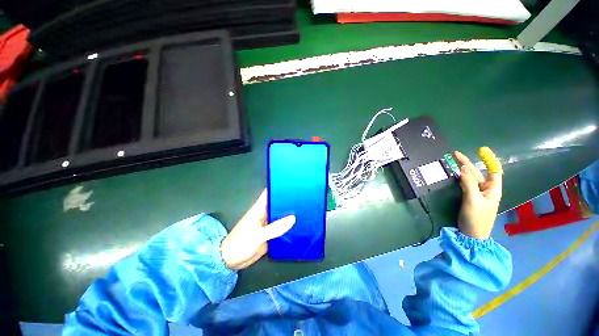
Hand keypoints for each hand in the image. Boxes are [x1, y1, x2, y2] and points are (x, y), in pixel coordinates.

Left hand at [220, 189, 295, 269]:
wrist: (231, 262)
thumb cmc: (239, 244)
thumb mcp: (257, 236)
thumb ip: (274, 228)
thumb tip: (292, 219)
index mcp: (258, 209)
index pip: (268, 194)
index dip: (278, 188)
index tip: (291, 185)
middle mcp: (264, 215)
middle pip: (277, 205)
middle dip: (288, 202)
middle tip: (303, 199)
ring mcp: (268, 225)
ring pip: (280, 217)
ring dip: (289, 215)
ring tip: (304, 210)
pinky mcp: (270, 234)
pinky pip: (281, 228)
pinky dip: (288, 227)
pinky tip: (298, 226)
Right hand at [454, 150, 502, 239]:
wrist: (471, 235)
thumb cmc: (476, 218)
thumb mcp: (473, 199)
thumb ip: (468, 183)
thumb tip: (463, 168)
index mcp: (492, 189)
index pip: (494, 171)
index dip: (489, 160)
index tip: (481, 150)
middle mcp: (486, 190)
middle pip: (478, 173)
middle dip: (468, 163)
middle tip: (455, 154)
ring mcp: (477, 195)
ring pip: (471, 178)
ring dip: (463, 170)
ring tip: (453, 162)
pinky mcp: (469, 198)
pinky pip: (465, 184)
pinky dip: (460, 178)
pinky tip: (455, 175)